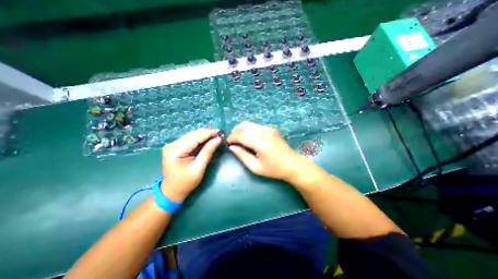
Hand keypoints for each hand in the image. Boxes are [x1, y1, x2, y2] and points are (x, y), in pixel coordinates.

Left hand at [161, 128, 220, 200]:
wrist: (172, 191)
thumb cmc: (186, 182)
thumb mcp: (199, 168)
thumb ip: (208, 152)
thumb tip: (218, 139)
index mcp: (175, 151)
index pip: (195, 138)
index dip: (209, 133)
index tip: (221, 132)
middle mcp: (172, 145)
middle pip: (193, 134)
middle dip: (207, 133)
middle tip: (220, 133)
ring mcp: (172, 145)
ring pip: (192, 135)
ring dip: (204, 135)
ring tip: (216, 135)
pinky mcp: (175, 147)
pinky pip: (190, 139)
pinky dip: (200, 139)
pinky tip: (207, 139)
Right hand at [228, 121, 309, 180]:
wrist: (292, 164)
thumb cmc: (274, 169)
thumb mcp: (255, 167)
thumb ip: (242, 155)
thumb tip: (231, 147)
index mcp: (261, 143)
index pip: (240, 135)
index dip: (231, 138)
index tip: (228, 144)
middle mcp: (264, 132)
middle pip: (243, 126)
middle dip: (234, 132)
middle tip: (232, 142)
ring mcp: (268, 128)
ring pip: (248, 123)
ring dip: (240, 130)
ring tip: (239, 140)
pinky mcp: (270, 128)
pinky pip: (254, 125)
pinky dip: (247, 130)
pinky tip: (248, 138)